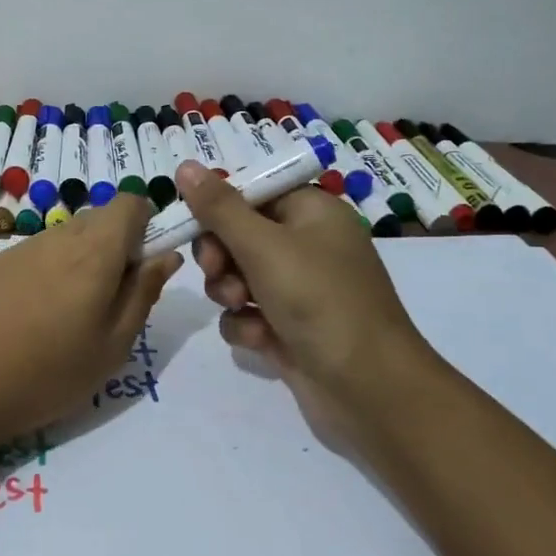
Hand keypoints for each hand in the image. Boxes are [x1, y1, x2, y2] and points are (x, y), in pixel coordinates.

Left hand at [0, 193, 180, 454]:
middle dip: (115, 246)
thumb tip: (167, 255)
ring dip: (79, 260)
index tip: (142, 266)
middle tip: (108, 300)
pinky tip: (28, 317)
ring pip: (65, 236)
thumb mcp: (113, 346)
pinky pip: (33, 254)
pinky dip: (46, 272)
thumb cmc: (47, 375)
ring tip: (66, 315)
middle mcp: (56, 237)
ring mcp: (18, 249)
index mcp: (94, 252)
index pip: (130, 202)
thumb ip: (144, 293)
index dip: (146, 225)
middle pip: (98, 218)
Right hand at [176, 161, 436, 451]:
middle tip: (216, 270)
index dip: (218, 206)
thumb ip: (219, 208)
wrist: (369, 389)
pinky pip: (249, 313)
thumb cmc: (319, 301)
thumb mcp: (264, 246)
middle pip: (239, 234)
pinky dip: (247, 324)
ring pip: (238, 275)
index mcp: (312, 212)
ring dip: (230, 291)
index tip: (190, 223)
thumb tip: (185, 166)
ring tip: (243, 308)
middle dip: (221, 255)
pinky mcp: (290, 327)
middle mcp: (307, 245)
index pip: (252, 192)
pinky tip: (259, 340)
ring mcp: (299, 289)